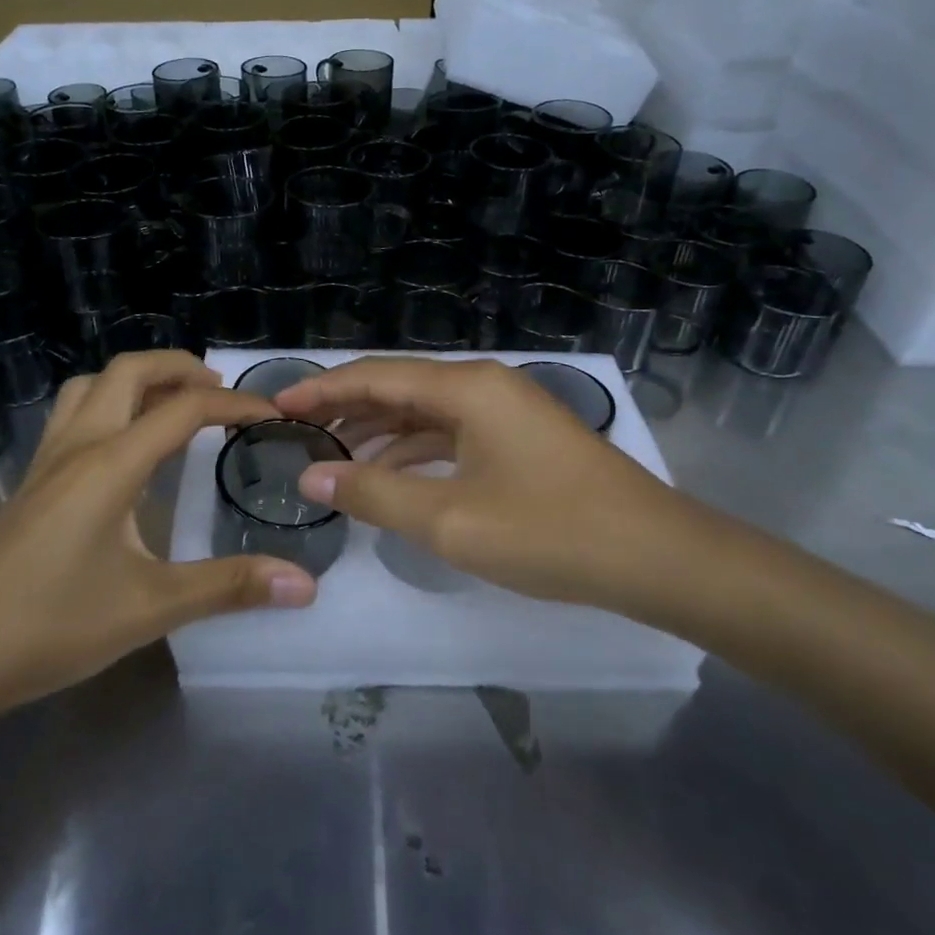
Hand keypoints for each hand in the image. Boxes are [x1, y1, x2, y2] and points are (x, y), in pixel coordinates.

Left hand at [0, 352, 317, 731]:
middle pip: (128, 371)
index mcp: (110, 463)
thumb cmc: (51, 627)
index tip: (273, 416)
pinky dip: (107, 403)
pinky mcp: (28, 481)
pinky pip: (72, 414)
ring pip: (91, 386)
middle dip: (179, 367)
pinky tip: (120, 446)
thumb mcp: (150, 608)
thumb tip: (304, 585)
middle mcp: (77, 445)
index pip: (183, 409)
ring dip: (136, 380)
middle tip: (221, 392)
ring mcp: (45, 460)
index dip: (234, 406)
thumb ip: (229, 587)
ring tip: (172, 404)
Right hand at [274, 357, 700, 624]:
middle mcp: (485, 386)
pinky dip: (416, 450)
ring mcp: (508, 411)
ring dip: (380, 431)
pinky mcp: (522, 439)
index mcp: (466, 388)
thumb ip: (375, 494)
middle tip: (297, 433)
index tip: (277, 407)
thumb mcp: (450, 520)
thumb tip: (312, 477)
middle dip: (347, 408)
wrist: (658, 557)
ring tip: (334, 457)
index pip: (375, 376)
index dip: (322, 390)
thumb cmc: (550, 532)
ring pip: (427, 412)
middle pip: (400, 387)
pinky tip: (393, 475)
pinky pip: (453, 433)